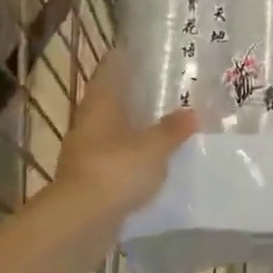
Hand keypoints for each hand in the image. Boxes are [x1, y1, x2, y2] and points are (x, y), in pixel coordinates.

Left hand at [51, 53, 197, 219]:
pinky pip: (112, 158)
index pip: (109, 69)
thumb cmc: (116, 170)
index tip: (140, 49)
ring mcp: (84, 152)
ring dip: (130, 126)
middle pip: (109, 100)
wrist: (80, 222)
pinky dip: (128, 155)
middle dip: (130, 94)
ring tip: (158, 122)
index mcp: (101, 103)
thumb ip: (173, 129)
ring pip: (110, 130)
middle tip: (159, 86)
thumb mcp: (154, 147)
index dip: (122, 58)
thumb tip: (192, 112)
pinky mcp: (88, 180)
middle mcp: (88, 122)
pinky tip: (147, 160)